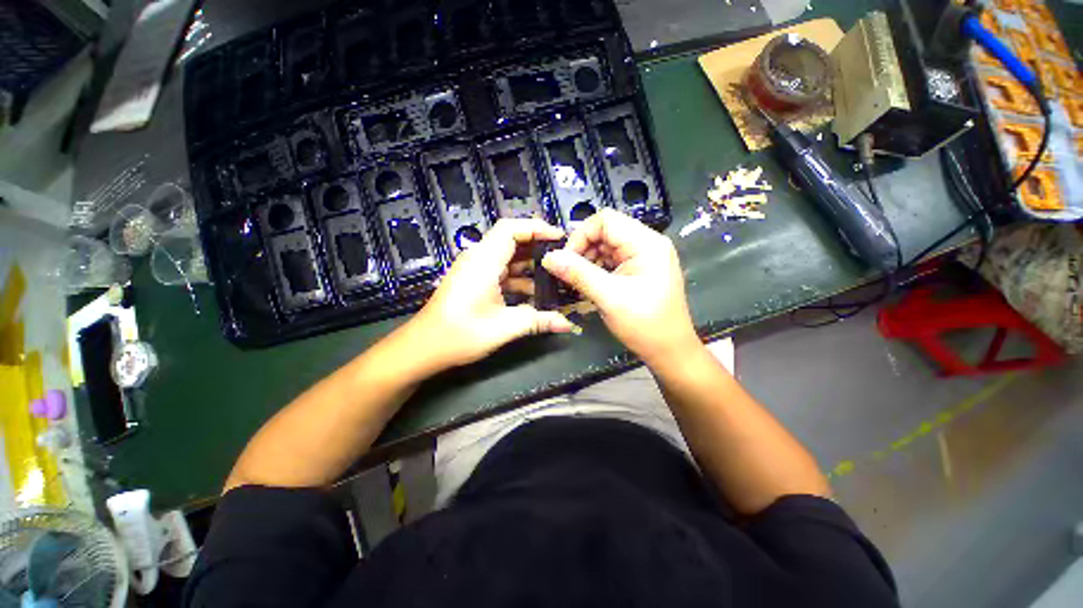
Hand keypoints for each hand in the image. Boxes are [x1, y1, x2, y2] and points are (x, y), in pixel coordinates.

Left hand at [406, 218, 576, 370]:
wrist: (424, 348)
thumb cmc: (460, 334)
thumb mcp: (504, 327)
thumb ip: (538, 321)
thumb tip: (567, 324)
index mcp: (483, 261)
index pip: (510, 229)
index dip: (536, 228)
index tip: (559, 237)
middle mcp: (477, 259)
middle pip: (510, 240)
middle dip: (537, 247)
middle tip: (562, 257)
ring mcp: (474, 271)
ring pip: (506, 258)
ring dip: (529, 265)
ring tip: (554, 275)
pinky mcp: (473, 282)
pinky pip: (500, 272)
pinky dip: (517, 278)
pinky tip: (534, 293)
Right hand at [541, 209, 697, 363]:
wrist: (670, 351)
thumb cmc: (645, 324)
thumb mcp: (608, 297)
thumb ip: (578, 274)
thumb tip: (549, 257)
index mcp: (646, 243)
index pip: (606, 220)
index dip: (581, 235)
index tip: (566, 259)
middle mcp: (647, 244)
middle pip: (606, 232)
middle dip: (583, 249)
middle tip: (569, 273)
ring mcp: (644, 257)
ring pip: (606, 247)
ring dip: (588, 261)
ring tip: (577, 281)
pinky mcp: (639, 270)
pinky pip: (612, 260)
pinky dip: (597, 269)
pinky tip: (589, 284)